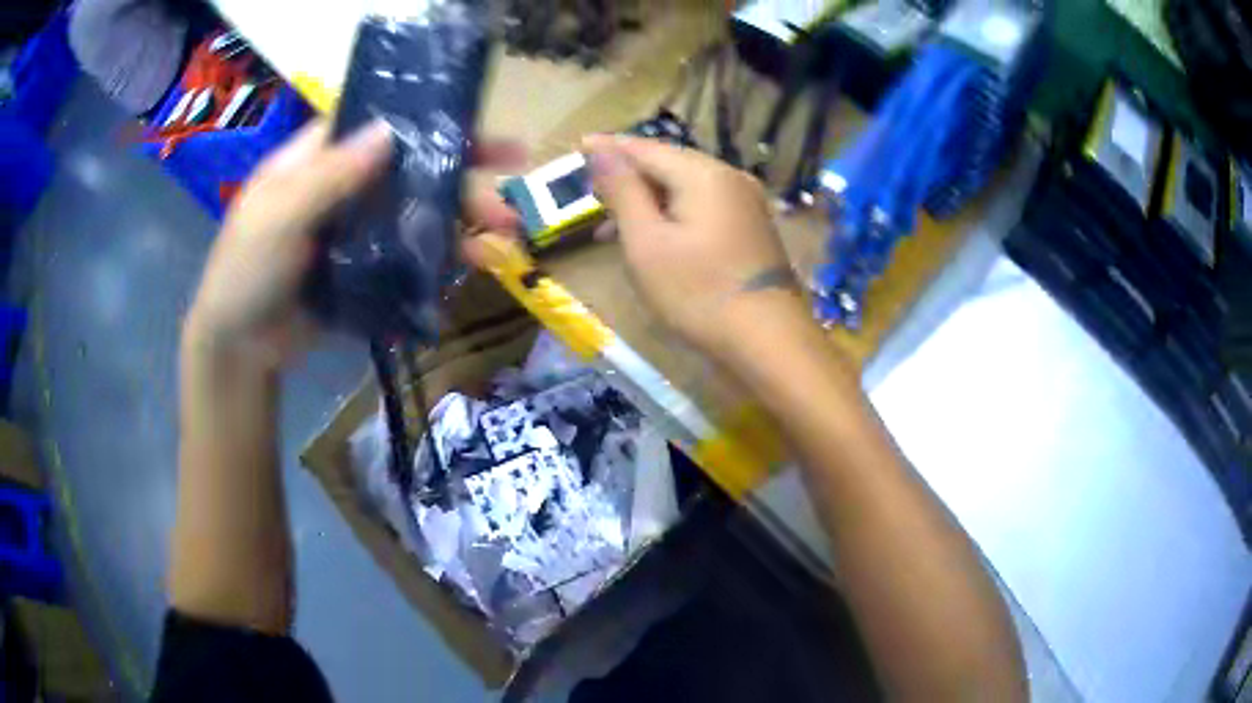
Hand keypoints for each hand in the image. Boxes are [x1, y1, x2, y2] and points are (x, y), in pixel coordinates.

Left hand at [184, 118, 521, 370]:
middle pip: (410, 167)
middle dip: (462, 171)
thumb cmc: (245, 271)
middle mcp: (344, 186)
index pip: (378, 123)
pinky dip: (443, 257)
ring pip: (417, 211)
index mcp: (318, 159)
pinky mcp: (367, 269)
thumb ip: (328, 176)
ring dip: (463, 218)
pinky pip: (410, 254)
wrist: (241, 349)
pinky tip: (475, 263)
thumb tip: (388, 132)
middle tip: (513, 176)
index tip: (475, 121)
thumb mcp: (277, 217)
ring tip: (506, 235)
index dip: (425, 118)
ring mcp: (357, 229)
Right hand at [583, 134, 804, 355]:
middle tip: (591, 191)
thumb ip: (623, 190)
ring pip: (686, 186)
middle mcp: (730, 176)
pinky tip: (655, 234)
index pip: (646, 148)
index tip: (579, 146)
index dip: (609, 148)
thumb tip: (599, 148)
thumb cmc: (698, 292)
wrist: (768, 340)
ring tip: (612, 224)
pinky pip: (704, 205)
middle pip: (669, 164)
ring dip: (649, 199)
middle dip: (628, 176)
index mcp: (703, 173)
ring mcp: (746, 202)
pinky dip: (674, 213)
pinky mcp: (752, 226)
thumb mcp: (647, 241)